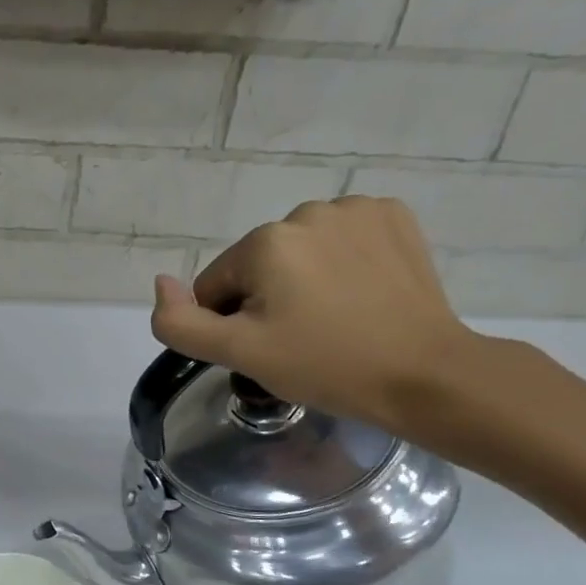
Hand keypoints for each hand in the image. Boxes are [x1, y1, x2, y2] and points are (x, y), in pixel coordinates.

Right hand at [151, 196, 478, 433]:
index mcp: (265, 241)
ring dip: (303, 279)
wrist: (425, 374)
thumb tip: (160, 283)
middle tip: (300, 339)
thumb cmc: (325, 365)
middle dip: (267, 299)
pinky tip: (361, 293)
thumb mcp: (239, 354)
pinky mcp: (394, 217)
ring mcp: (357, 210)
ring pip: (299, 251)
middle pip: (258, 265)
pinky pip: (342, 238)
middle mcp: (307, 211)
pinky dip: (342, 261)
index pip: (216, 285)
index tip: (268, 348)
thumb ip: (181, 322)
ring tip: (334, 318)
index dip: (231, 323)